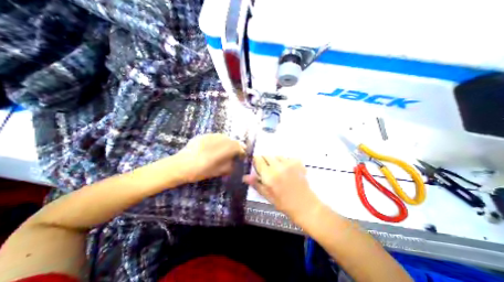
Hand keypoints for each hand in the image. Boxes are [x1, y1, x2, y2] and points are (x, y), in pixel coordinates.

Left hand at [175, 133, 246, 182]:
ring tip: (231, 146)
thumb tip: (236, 162)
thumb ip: (228, 166)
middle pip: (231, 140)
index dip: (241, 150)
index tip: (243, 154)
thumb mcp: (216, 172)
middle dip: (237, 145)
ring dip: (230, 141)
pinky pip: (216, 135)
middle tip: (240, 149)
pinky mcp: (202, 136)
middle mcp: (214, 143)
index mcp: (217, 153)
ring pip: (224, 136)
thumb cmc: (198, 172)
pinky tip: (220, 143)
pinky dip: (222, 139)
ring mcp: (207, 138)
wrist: (179, 166)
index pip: (235, 147)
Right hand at [243, 157, 321, 224]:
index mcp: (269, 175)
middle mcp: (278, 166)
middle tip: (268, 170)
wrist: (305, 205)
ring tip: (278, 171)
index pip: (258, 160)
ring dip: (275, 161)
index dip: (255, 161)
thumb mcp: (267, 195)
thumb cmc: (284, 203)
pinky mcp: (298, 162)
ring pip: (277, 156)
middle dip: (264, 161)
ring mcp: (289, 163)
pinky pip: (287, 157)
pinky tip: (288, 170)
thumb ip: (256, 184)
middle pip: (267, 155)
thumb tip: (245, 176)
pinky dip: (285, 162)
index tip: (256, 164)